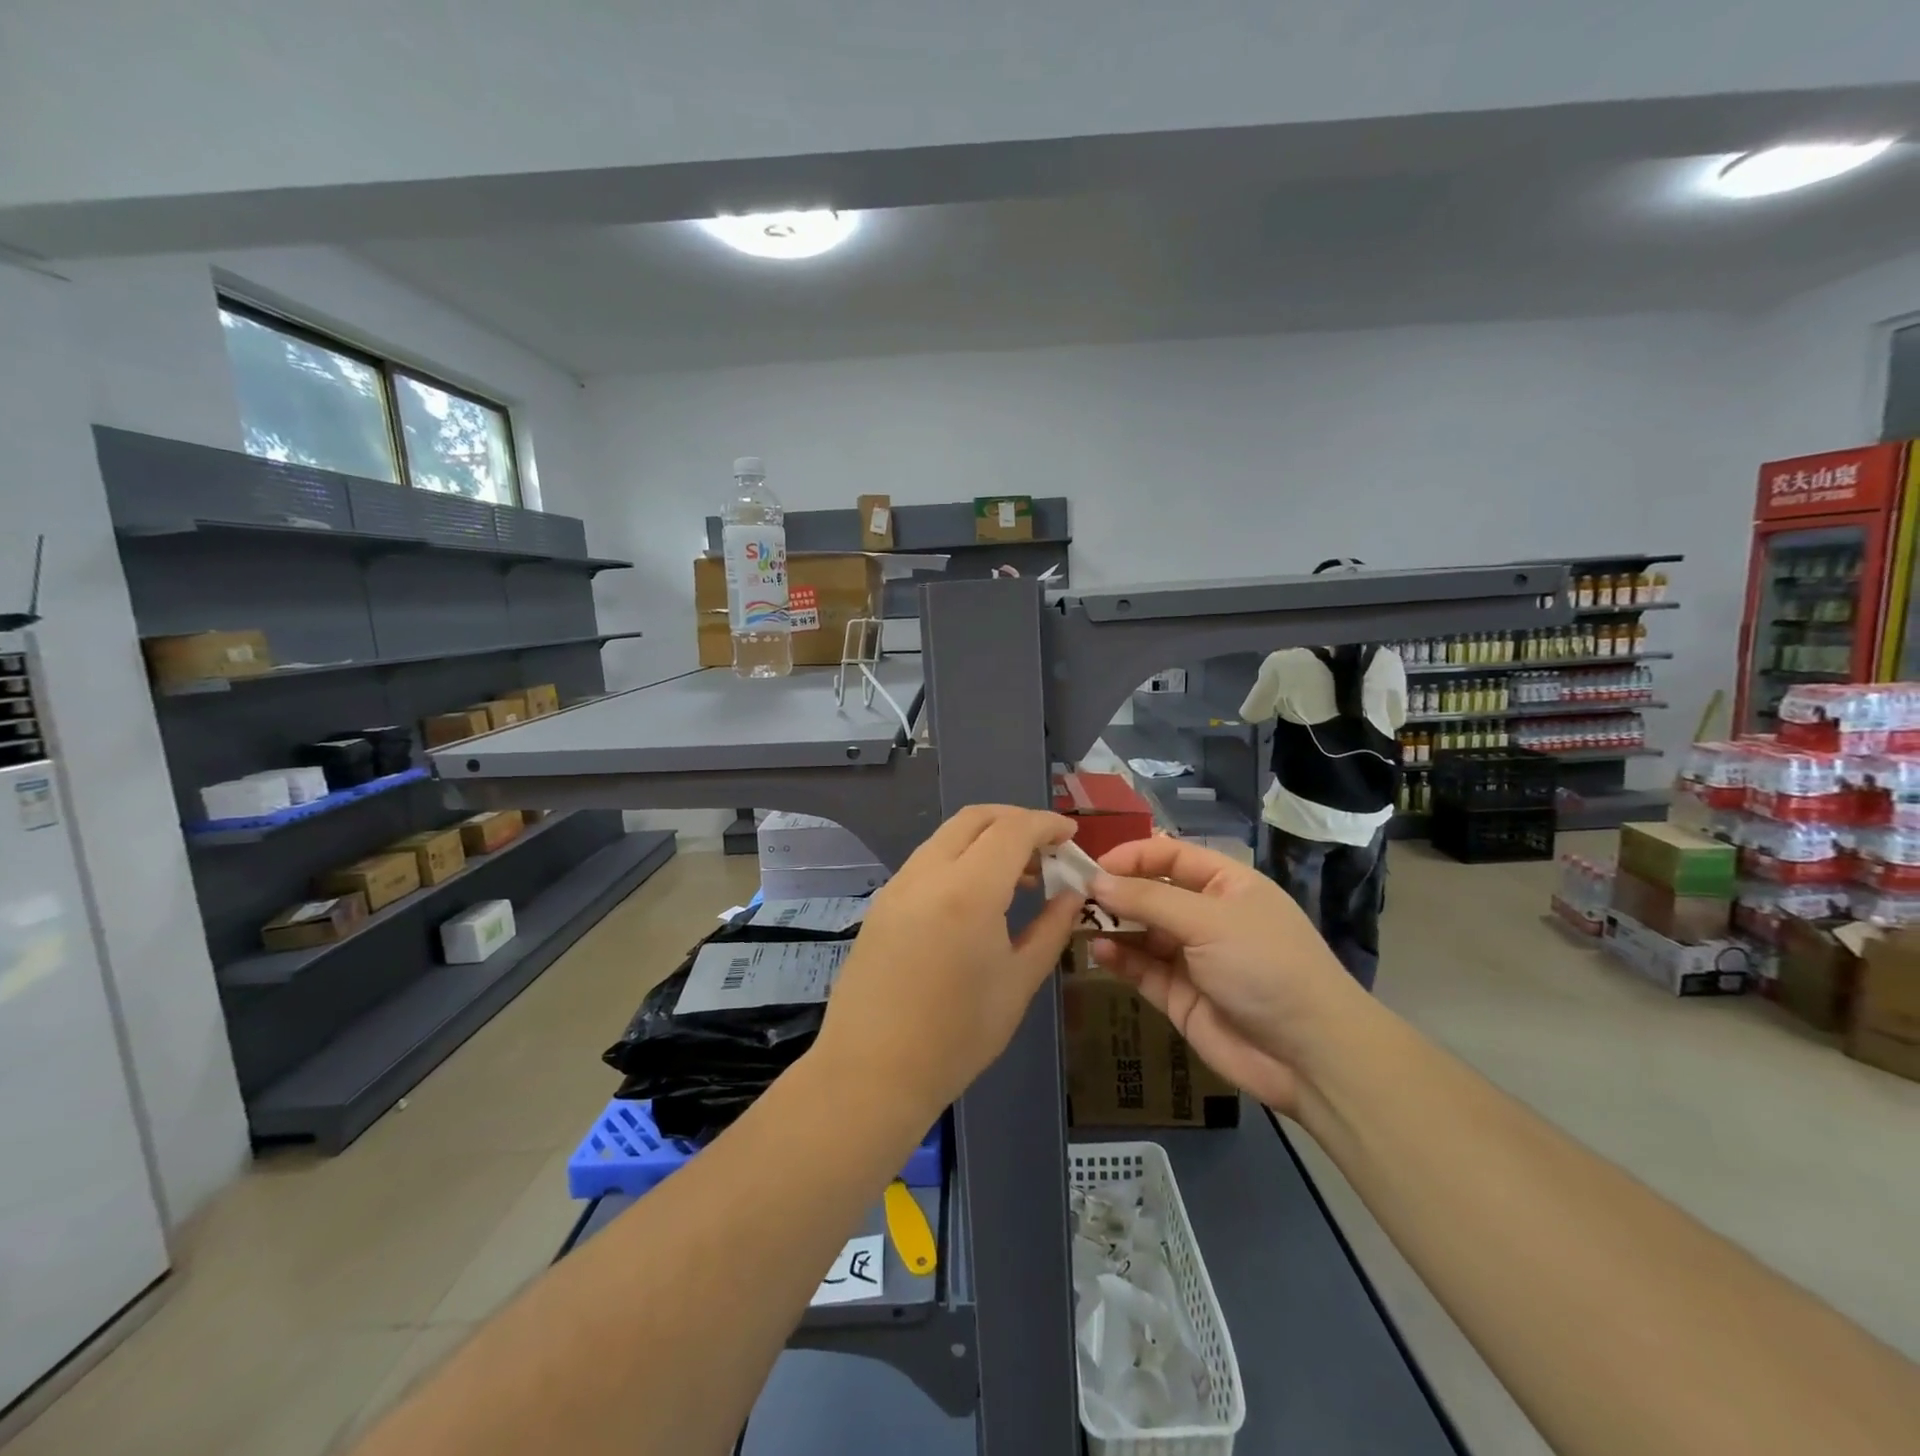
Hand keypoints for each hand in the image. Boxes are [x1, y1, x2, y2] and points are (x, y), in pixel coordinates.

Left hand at [814, 805, 1083, 1120]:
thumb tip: (1073, 895)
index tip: (1071, 836)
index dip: (1046, 824)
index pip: (1013, 829)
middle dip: (1016, 820)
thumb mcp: (1018, 983)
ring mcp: (898, 885)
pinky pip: (927, 860)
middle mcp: (928, 873)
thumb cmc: (957, 1035)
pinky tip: (977, 896)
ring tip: (1018, 876)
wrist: (872, 1072)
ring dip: (986, 839)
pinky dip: (960, 858)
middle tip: (1046, 849)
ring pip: (947, 836)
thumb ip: (1051, 929)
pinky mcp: (882, 902)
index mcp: (968, 890)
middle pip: (975, 818)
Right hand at [1088, 838, 1368, 1115]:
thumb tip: (1096, 881)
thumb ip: (1148, 900)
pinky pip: (1142, 968)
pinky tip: (1099, 952)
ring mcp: (1193, 957)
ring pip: (1141, 931)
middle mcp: (1207, 916)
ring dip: (1112, 925)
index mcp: (1226, 885)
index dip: (1133, 856)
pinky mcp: (1179, 995)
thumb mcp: (1208, 921)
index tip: (1094, 866)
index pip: (1170, 856)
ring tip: (1078, 922)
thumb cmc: (1265, 966)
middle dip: (1115, 892)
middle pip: (1151, 893)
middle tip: (1073, 895)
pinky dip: (1119, 958)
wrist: (1309, 1055)